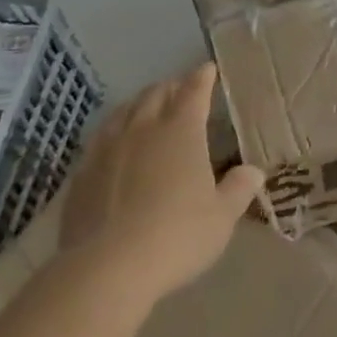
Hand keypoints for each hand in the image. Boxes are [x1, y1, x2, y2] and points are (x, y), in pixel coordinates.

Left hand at [56, 64, 264, 306]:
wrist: (107, 268)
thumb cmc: (177, 237)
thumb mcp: (221, 218)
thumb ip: (238, 189)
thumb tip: (253, 171)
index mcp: (181, 131)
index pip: (193, 92)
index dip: (201, 78)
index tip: (207, 69)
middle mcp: (143, 128)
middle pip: (156, 94)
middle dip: (171, 86)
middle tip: (180, 87)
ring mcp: (107, 148)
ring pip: (124, 111)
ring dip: (140, 103)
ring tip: (147, 106)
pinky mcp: (82, 172)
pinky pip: (100, 138)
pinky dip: (114, 130)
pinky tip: (114, 143)